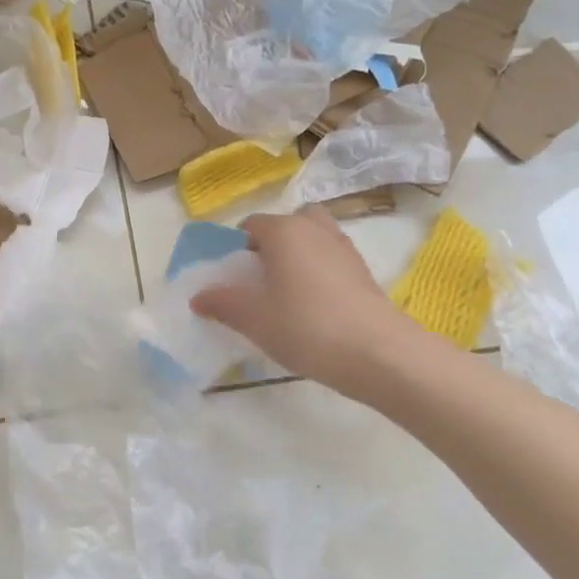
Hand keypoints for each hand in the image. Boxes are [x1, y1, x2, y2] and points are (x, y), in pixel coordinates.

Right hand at [190, 207, 446, 401]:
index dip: (236, 249)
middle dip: (271, 245)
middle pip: (285, 224)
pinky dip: (320, 271)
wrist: (379, 354)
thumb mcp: (254, 319)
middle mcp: (313, 228)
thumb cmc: (306, 327)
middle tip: (262, 280)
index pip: (250, 225)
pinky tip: (315, 306)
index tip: (233, 279)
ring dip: (298, 255)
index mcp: (283, 230)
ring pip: (312, 238)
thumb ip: (222, 303)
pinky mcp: (364, 270)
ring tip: (288, 293)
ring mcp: (344, 247)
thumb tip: (199, 297)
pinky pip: (331, 259)